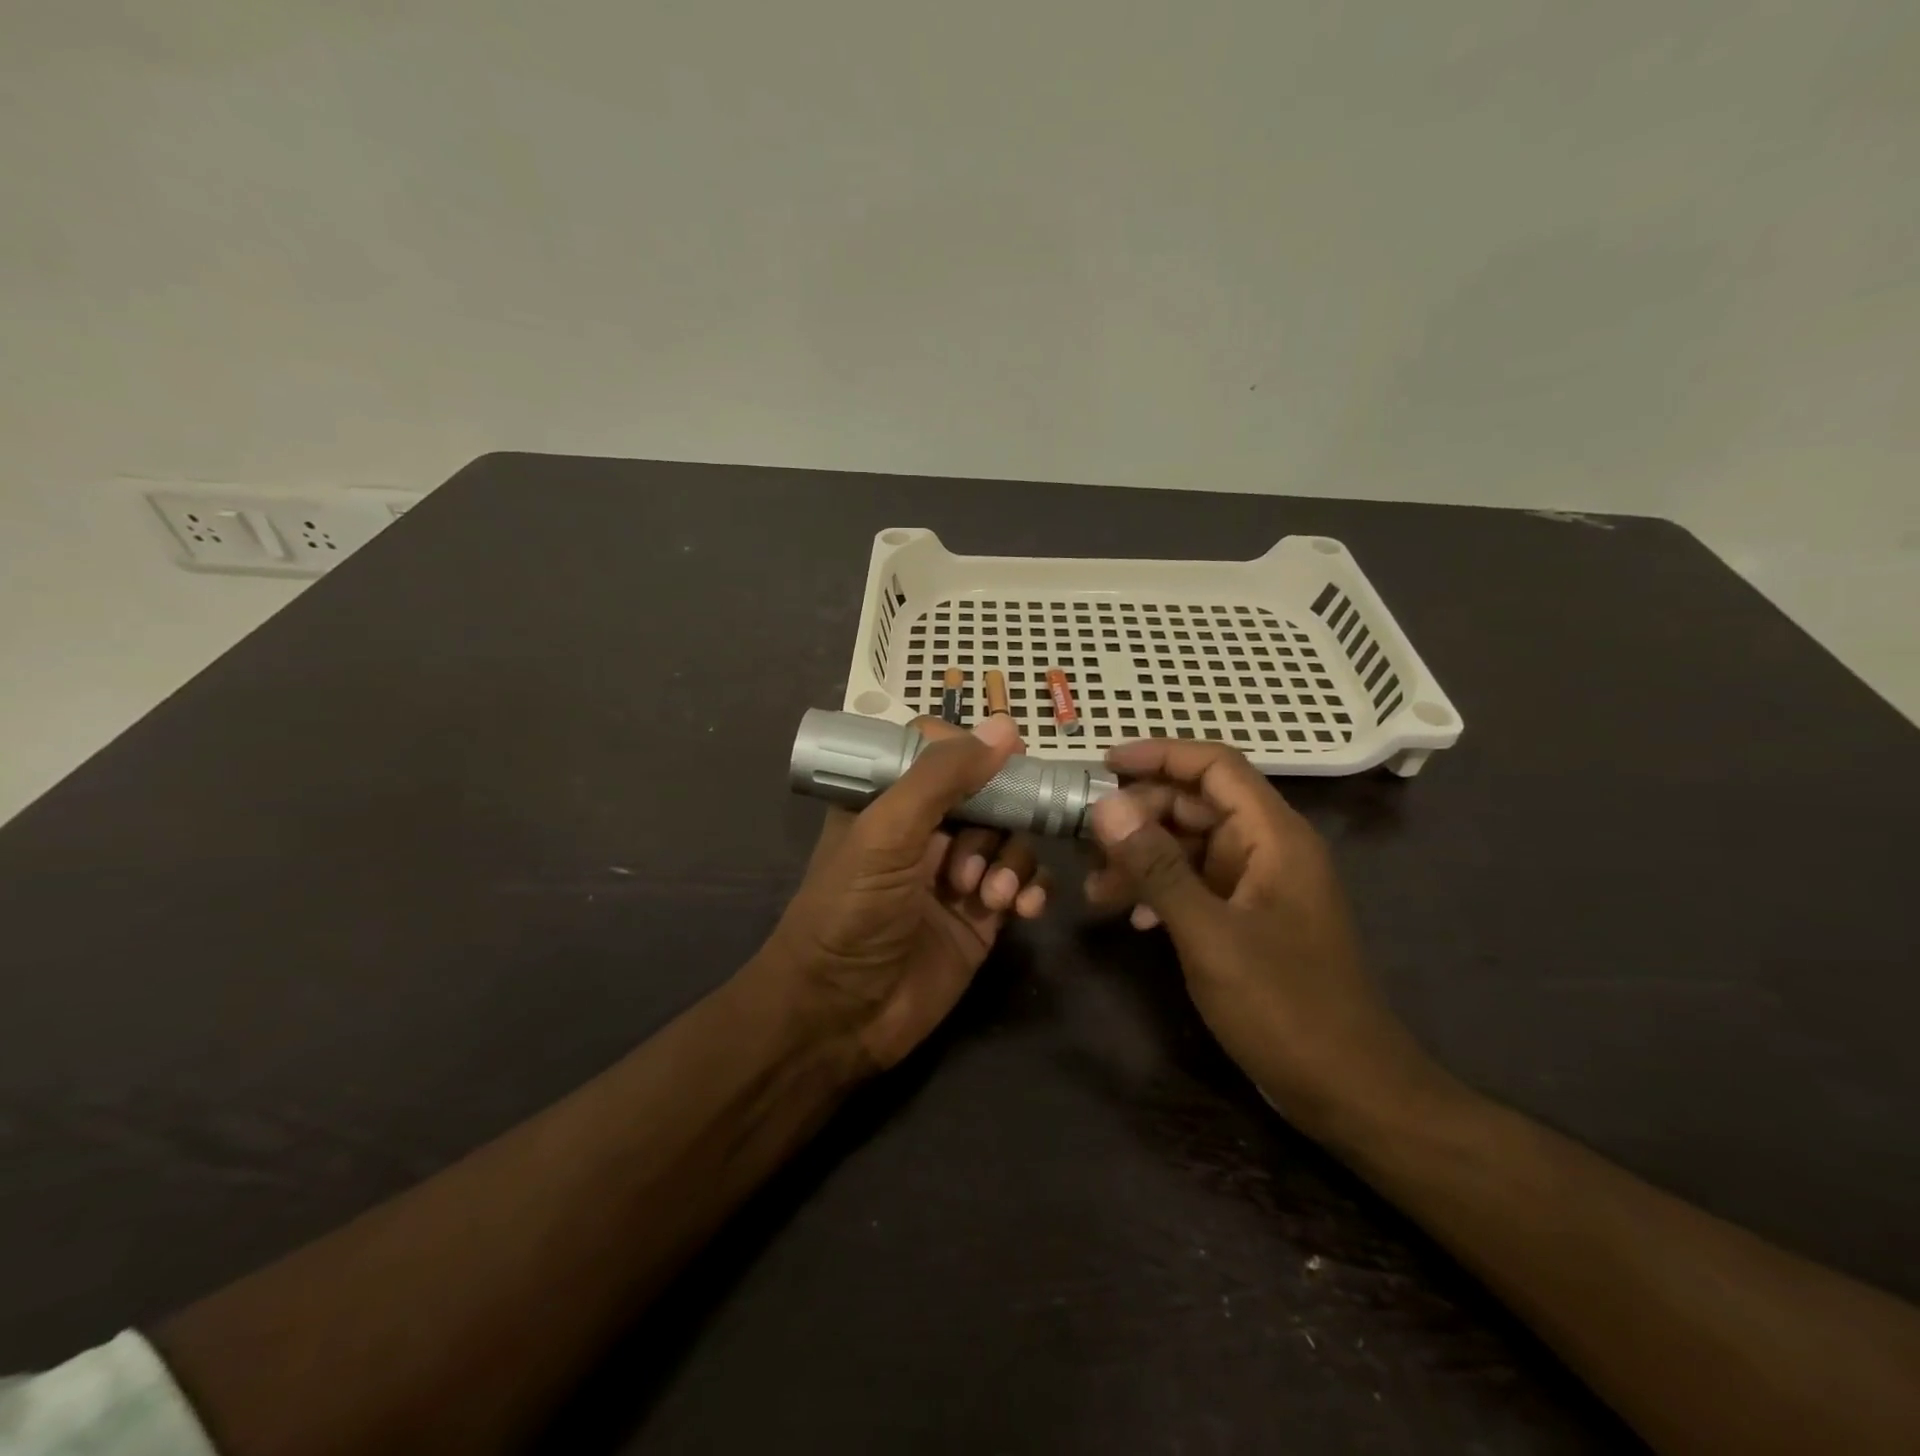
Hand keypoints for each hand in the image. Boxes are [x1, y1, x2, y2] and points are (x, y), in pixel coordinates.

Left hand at [761, 715, 1047, 1070]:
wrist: (841, 1016)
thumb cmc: (851, 911)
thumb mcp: (886, 834)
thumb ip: (941, 778)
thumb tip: (1005, 727)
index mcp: (889, 800)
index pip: (938, 751)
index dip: (972, 751)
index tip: (1005, 758)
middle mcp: (925, 830)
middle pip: (986, 793)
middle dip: (996, 819)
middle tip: (982, 852)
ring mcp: (957, 872)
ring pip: (1010, 838)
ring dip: (1011, 861)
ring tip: (987, 895)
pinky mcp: (982, 915)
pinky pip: (1023, 883)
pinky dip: (1031, 889)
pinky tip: (1022, 909)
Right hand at [1085, 738, 1440, 1135]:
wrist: (1348, 1090)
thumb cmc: (1284, 1007)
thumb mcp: (1209, 934)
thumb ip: (1157, 866)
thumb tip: (1106, 805)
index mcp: (1274, 836)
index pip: (1215, 766)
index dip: (1159, 755)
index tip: (1102, 764)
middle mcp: (1268, 848)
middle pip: (1196, 804)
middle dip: (1138, 817)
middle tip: (1085, 843)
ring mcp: (1259, 885)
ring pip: (1191, 845)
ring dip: (1142, 858)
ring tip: (1096, 889)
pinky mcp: (1249, 917)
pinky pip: (1197, 883)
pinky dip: (1161, 889)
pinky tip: (1134, 918)